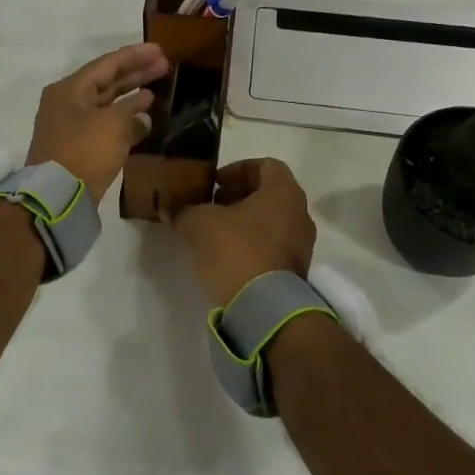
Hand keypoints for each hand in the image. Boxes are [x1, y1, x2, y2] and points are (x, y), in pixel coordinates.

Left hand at [26, 43, 168, 201]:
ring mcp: (71, 126)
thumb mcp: (113, 125)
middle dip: (136, 74)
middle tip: (165, 66)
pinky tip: (144, 119)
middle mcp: (67, 103)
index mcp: (69, 89)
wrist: (57, 196)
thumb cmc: (84, 151)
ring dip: (131, 97)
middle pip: (106, 82)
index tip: (160, 51)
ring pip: (106, 104)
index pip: (107, 64)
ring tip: (157, 89)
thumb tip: (142, 113)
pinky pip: (105, 125)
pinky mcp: (78, 148)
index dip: (135, 56)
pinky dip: (124, 119)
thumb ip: (131, 112)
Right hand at [173, 159, 316, 306]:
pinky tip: (226, 256)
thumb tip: (172, 209)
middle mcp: (300, 214)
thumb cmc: (236, 250)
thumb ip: (185, 210)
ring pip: (270, 221)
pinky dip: (251, 244)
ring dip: (243, 222)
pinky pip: (272, 246)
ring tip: (213, 233)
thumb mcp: (199, 223)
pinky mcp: (295, 271)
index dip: (237, 169)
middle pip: (268, 194)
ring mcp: (302, 245)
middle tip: (210, 206)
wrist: (264, 308)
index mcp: (284, 193)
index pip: (266, 165)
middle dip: (237, 196)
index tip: (214, 183)